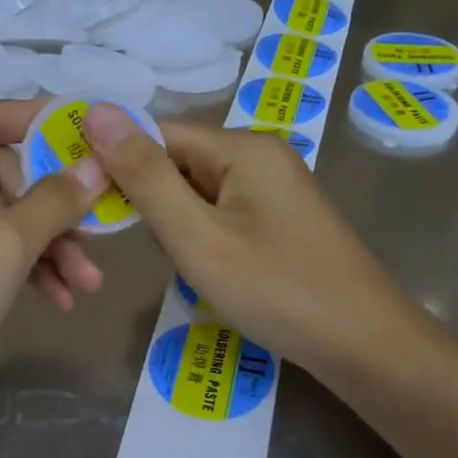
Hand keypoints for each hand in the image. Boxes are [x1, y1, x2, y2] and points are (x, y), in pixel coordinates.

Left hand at [0, 99, 106, 427]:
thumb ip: (52, 202)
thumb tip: (95, 164)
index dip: (42, 119)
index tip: (94, 134)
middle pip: (2, 174)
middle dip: (55, 206)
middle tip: (100, 233)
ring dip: (46, 247)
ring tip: (88, 286)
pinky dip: (21, 272)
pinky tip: (57, 302)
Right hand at [80, 104, 415, 373]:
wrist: (364, 346)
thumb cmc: (275, 289)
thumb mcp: (195, 236)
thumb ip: (144, 177)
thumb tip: (96, 111)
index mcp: (243, 146)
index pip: (158, 134)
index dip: (120, 164)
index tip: (92, 206)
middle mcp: (262, 154)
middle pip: (179, 161)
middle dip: (155, 204)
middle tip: (164, 251)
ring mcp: (276, 187)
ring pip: (197, 191)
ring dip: (178, 225)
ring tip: (193, 266)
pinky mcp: (281, 218)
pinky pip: (222, 212)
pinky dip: (204, 237)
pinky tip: (213, 271)